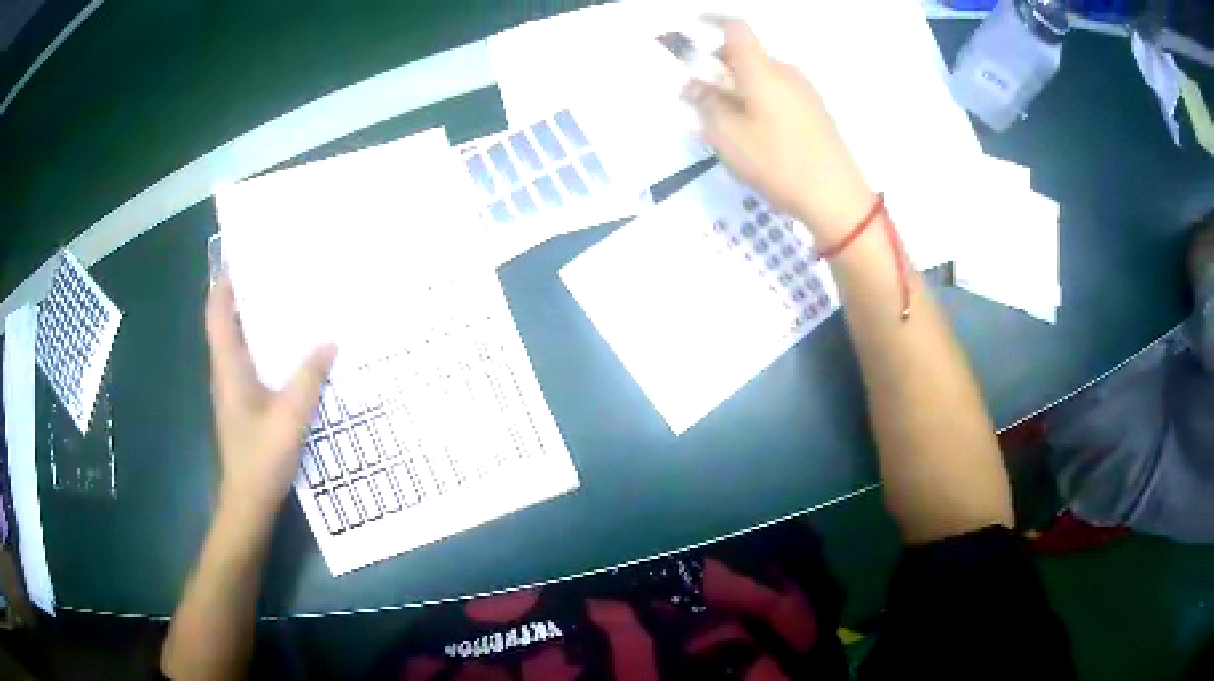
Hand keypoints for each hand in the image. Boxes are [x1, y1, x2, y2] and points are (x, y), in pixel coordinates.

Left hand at [205, 277, 335, 521]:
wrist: (249, 502)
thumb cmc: (261, 457)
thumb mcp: (291, 416)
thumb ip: (309, 378)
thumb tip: (330, 341)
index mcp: (228, 368)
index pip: (218, 315)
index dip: (223, 284)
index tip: (240, 258)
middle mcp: (226, 373)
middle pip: (227, 324)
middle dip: (244, 295)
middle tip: (274, 273)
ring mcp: (233, 391)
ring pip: (239, 344)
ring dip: (255, 321)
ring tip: (285, 303)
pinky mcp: (243, 405)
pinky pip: (250, 364)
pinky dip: (264, 347)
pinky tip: (288, 351)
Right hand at [684, 20, 874, 242]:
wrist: (837, 197)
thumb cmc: (777, 162)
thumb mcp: (727, 137)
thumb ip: (705, 104)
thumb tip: (693, 85)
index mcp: (761, 70)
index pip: (734, 28)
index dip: (711, 24)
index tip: (692, 35)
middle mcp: (785, 72)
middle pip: (747, 54)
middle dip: (720, 68)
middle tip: (703, 98)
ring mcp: (805, 91)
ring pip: (763, 76)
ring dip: (740, 89)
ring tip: (728, 125)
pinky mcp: (817, 111)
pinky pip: (780, 94)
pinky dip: (760, 102)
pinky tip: (756, 135)